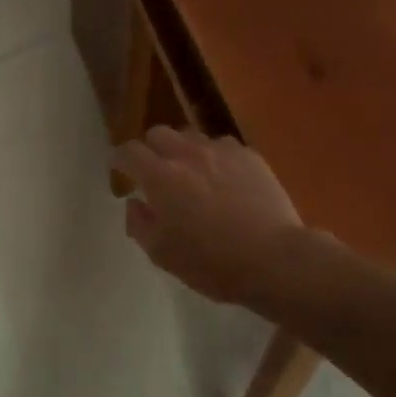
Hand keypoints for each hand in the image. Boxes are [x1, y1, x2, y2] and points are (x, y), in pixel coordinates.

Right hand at [111, 127, 306, 306]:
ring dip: (183, 150)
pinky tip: (224, 178)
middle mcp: (187, 154)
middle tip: (156, 173)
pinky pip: (223, 146)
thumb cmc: (212, 263)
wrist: (275, 260)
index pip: (128, 152)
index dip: (120, 158)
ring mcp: (221, 151)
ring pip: (191, 136)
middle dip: (151, 149)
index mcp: (160, 177)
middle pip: (158, 133)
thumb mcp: (162, 254)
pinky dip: (215, 157)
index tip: (119, 169)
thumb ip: (139, 224)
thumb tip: (134, 202)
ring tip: (192, 173)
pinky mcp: (250, 157)